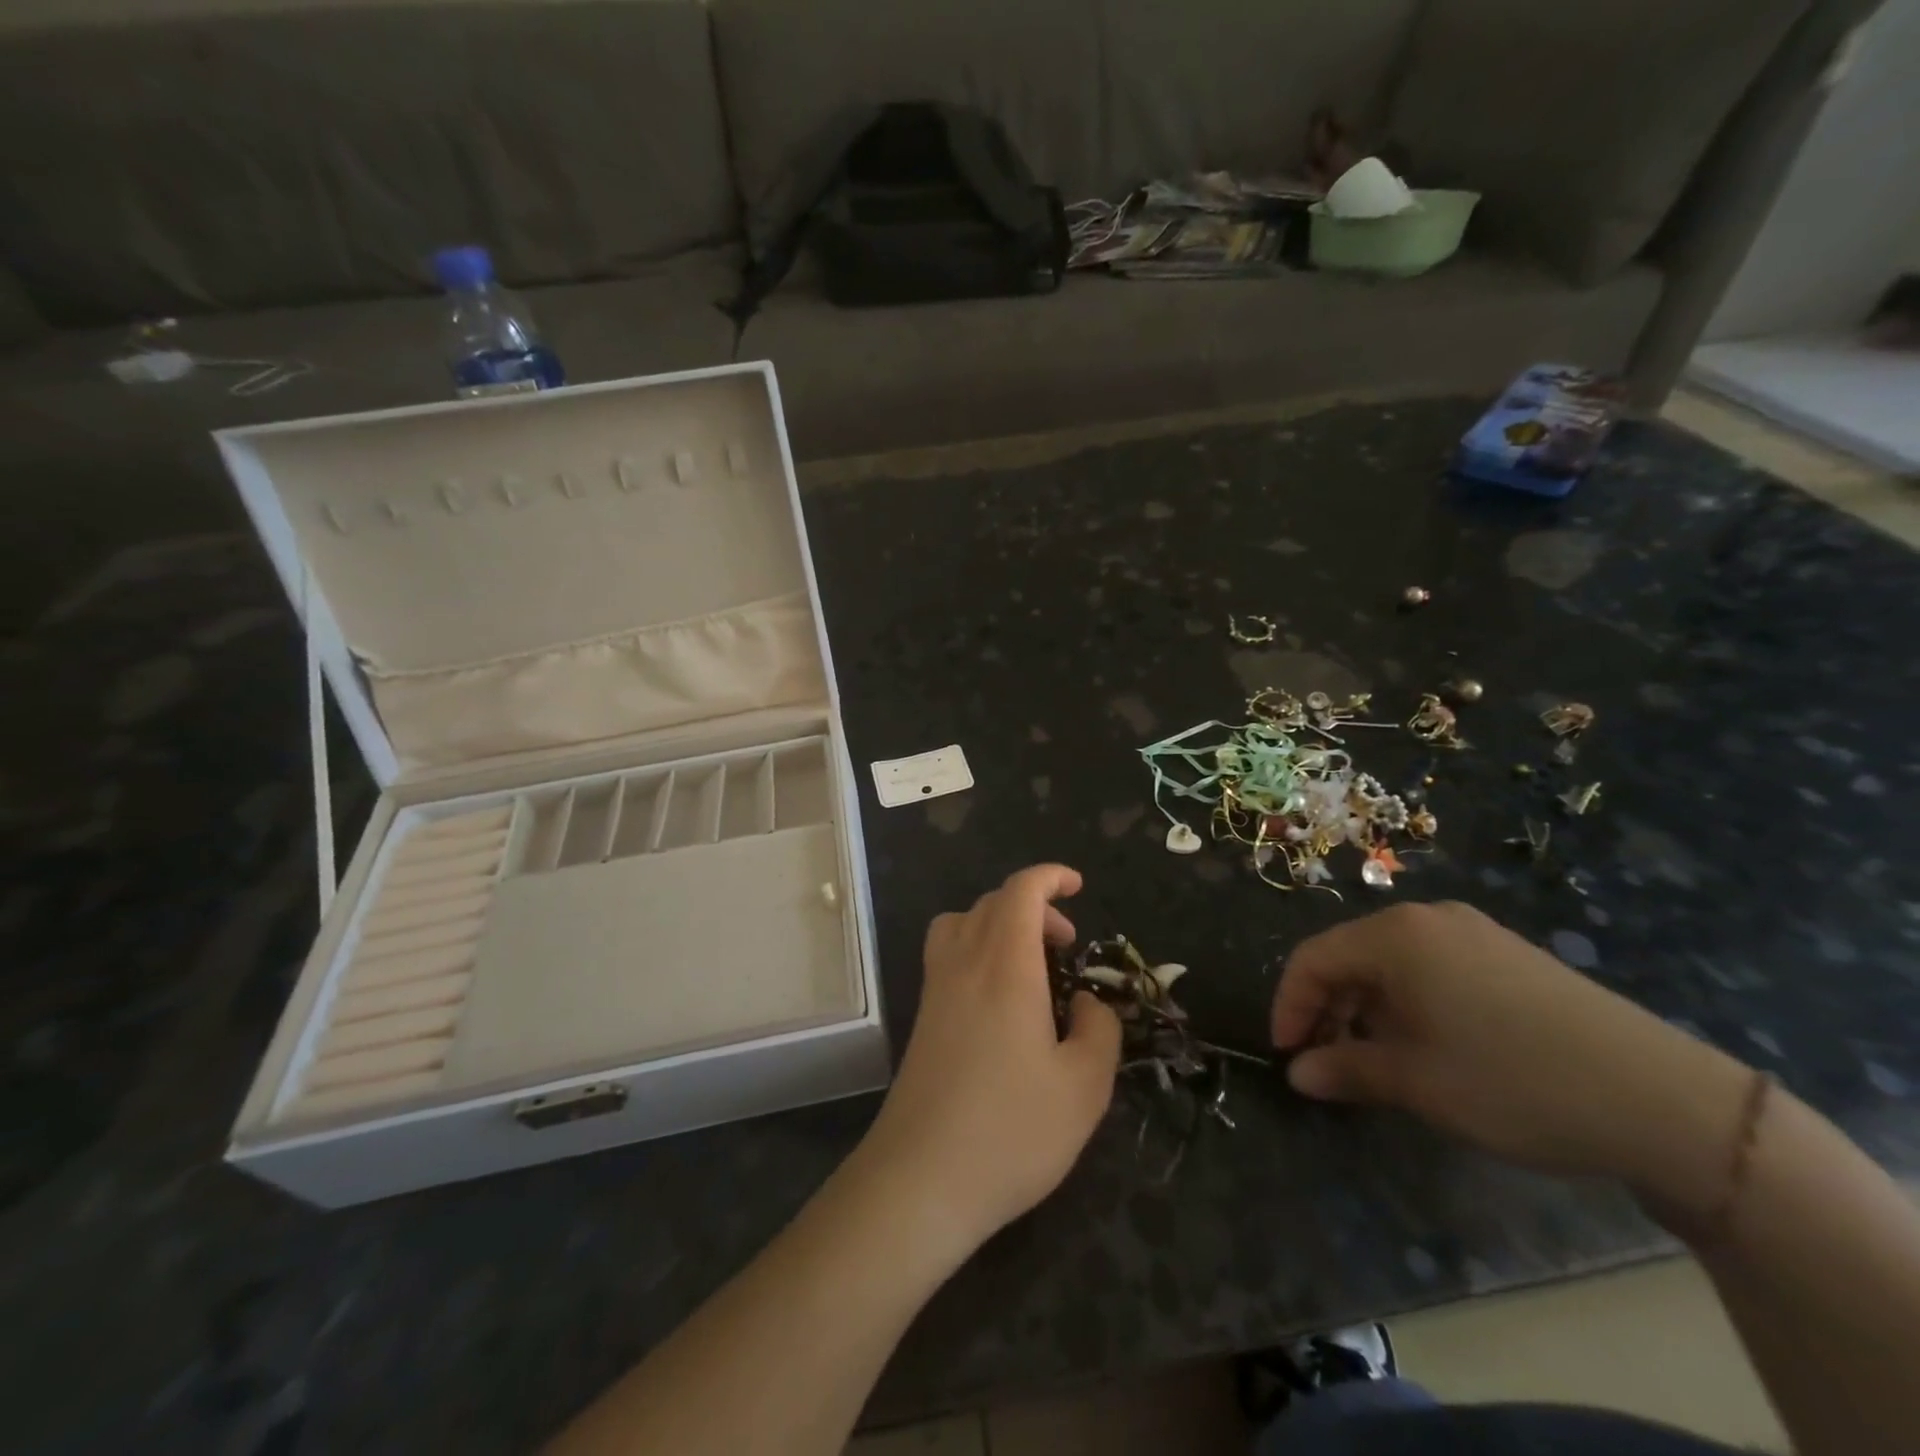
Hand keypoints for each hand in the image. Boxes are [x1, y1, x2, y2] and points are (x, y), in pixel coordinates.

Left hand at [855, 865, 1120, 1252]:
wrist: (920, 1179)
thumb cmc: (1011, 1130)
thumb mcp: (1084, 1087)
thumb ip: (1098, 1030)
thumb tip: (1085, 1003)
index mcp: (1005, 966)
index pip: (1021, 891)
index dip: (1049, 876)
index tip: (1078, 886)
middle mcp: (964, 963)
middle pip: (991, 902)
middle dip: (1034, 905)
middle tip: (1066, 945)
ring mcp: (935, 990)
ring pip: (961, 923)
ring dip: (999, 924)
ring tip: (1030, 965)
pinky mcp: (921, 1018)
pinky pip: (947, 954)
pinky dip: (976, 950)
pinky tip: (1000, 1003)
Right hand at [1271, 901, 1752, 1210]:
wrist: (1664, 1101)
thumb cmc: (1513, 1082)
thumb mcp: (1417, 1084)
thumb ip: (1346, 1071)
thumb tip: (1299, 1074)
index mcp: (1395, 935)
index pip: (1313, 959)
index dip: (1290, 1005)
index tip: (1285, 1054)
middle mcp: (1428, 920)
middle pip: (1352, 956)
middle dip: (1329, 1008)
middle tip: (1326, 1062)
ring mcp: (1475, 933)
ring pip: (1393, 964)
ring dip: (1369, 1008)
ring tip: (1375, 1060)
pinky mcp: (1511, 956)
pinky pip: (1434, 969)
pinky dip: (1410, 1003)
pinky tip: (1429, 1046)